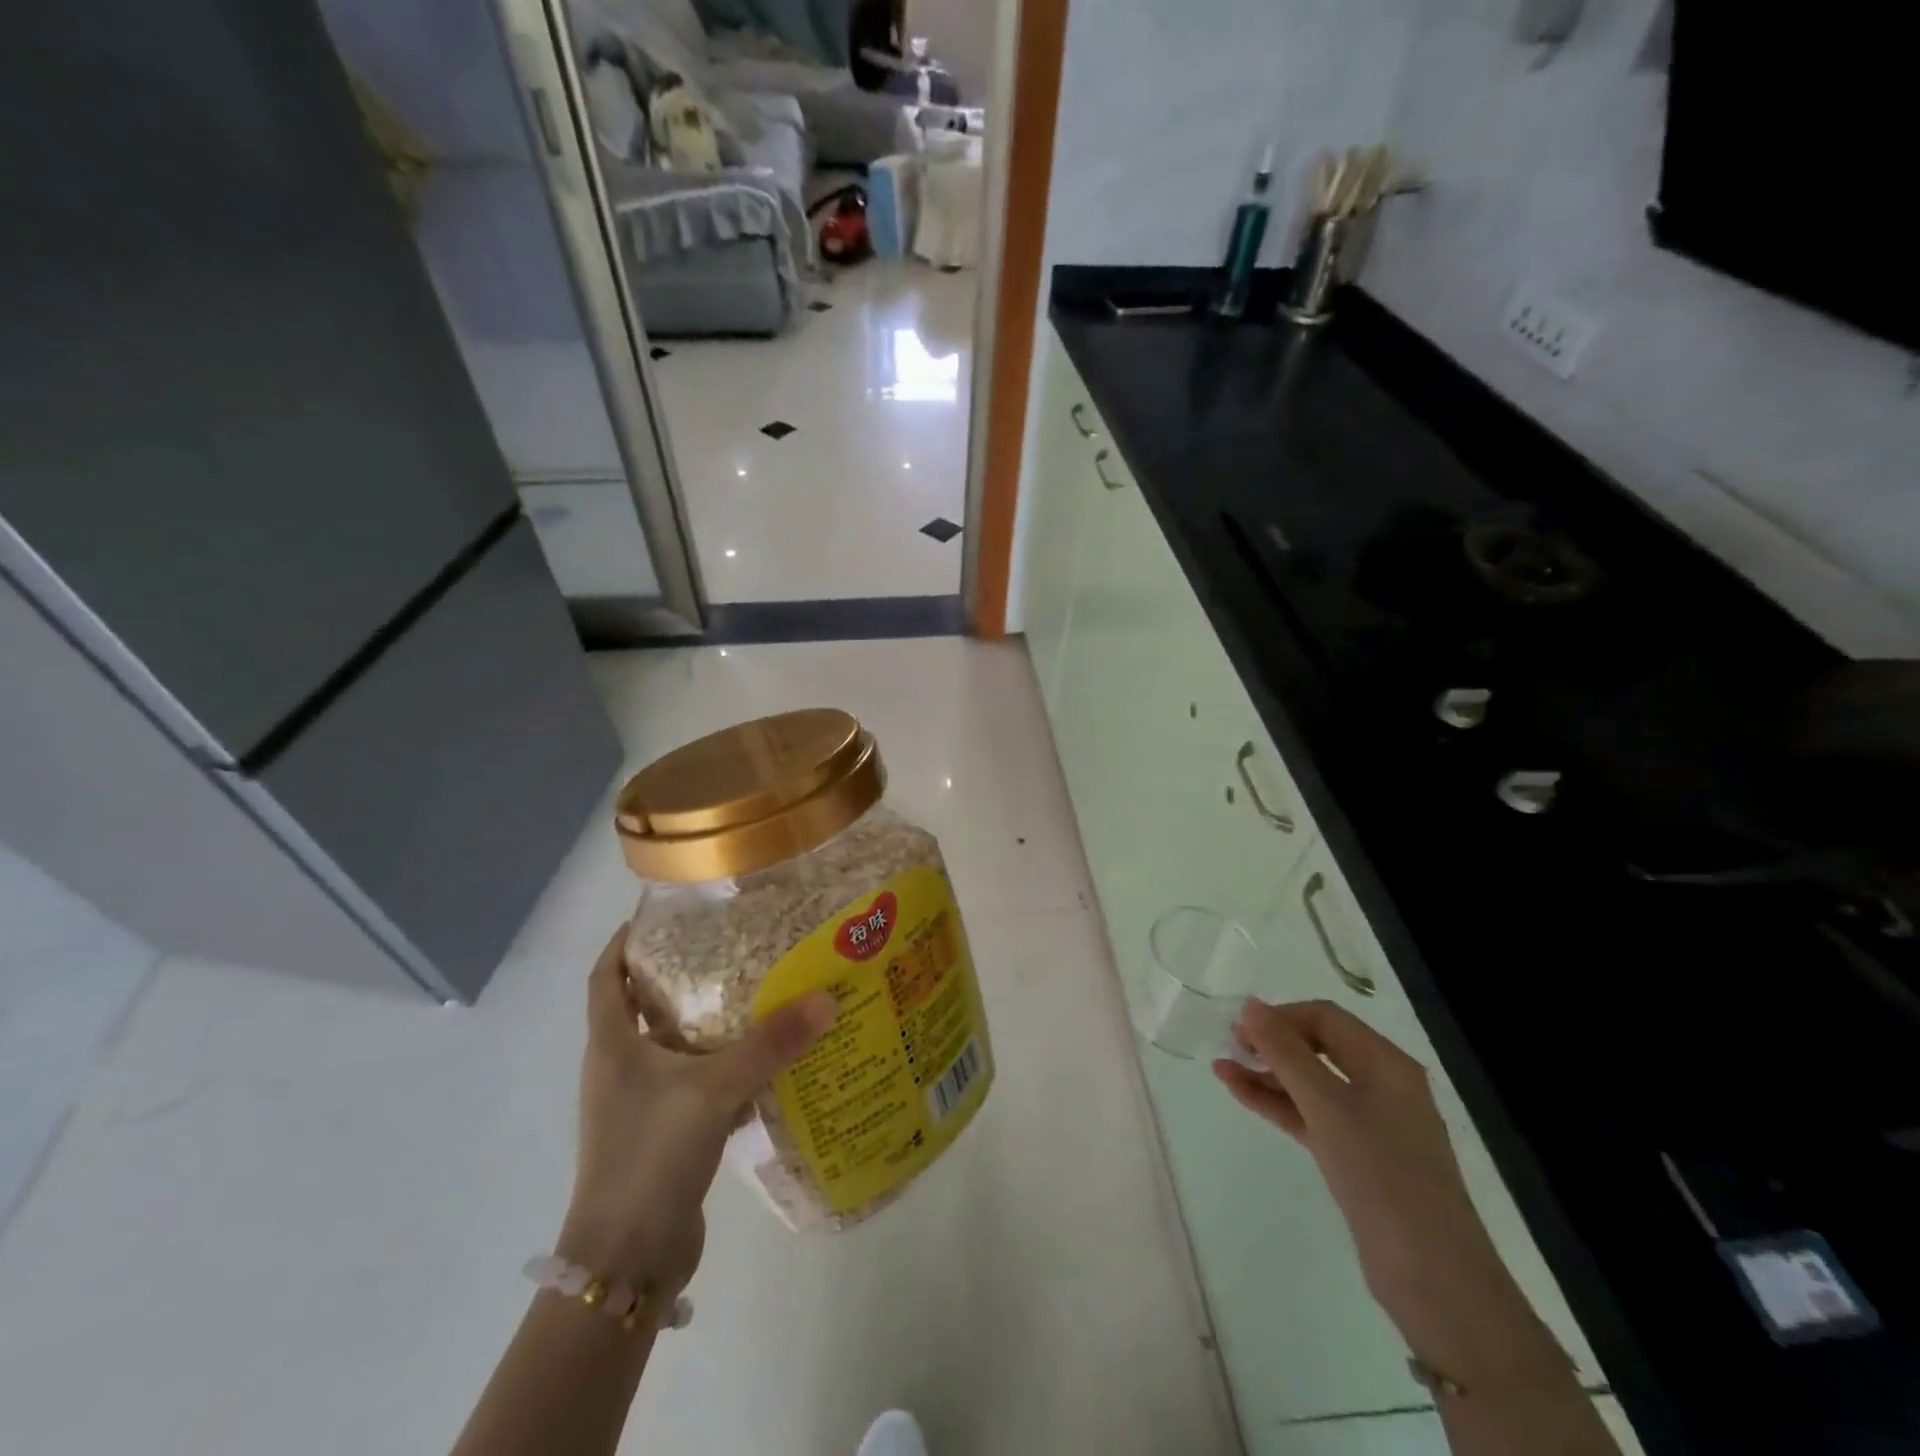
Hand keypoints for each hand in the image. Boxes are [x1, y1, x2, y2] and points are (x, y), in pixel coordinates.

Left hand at [557, 928, 836, 1296]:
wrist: (626, 1262)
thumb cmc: (650, 1157)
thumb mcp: (713, 1090)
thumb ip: (769, 1044)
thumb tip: (826, 998)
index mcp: (612, 1046)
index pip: (605, 978)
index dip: (624, 943)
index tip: (661, 916)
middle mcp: (620, 1069)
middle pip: (645, 1008)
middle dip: (682, 977)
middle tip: (731, 948)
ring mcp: (641, 1106)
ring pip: (676, 1049)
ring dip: (710, 1025)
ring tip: (758, 996)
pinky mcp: (664, 1135)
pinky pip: (698, 1087)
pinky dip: (726, 1071)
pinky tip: (767, 1066)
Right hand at [1214, 1000, 1554, 1383]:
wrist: (1432, 1278)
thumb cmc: (1383, 1175)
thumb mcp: (1328, 1106)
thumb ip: (1286, 1053)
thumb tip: (1251, 1005)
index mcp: (1386, 1064)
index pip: (1325, 1018)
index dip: (1281, 1016)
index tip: (1240, 1029)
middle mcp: (1380, 1085)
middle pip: (1317, 1045)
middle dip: (1272, 1041)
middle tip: (1229, 1045)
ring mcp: (1368, 1122)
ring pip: (1309, 1082)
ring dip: (1267, 1072)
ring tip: (1222, 1066)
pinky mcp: (1354, 1154)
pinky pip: (1308, 1113)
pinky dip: (1276, 1102)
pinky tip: (1239, 1092)